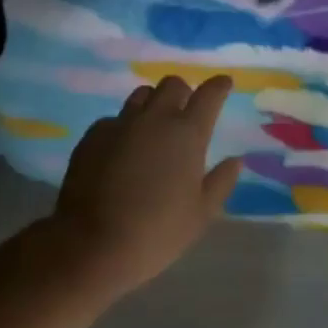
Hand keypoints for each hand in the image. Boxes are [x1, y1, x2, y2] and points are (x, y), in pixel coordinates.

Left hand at [48, 75, 242, 299]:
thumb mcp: (200, 214)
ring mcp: (121, 123)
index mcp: (187, 134)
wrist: (91, 244)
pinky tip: (120, 151)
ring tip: (152, 127)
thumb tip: (235, 160)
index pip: (209, 95)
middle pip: (172, 84)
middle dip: (183, 92)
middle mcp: (155, 118)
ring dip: (152, 103)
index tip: (223, 83)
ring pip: (141, 95)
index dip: (219, 86)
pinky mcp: (93, 135)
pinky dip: (123, 128)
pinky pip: (114, 119)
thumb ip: (221, 182)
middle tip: (184, 111)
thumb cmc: (156, 232)